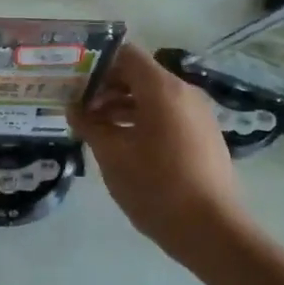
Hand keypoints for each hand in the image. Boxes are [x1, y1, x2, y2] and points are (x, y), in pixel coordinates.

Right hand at [72, 43, 246, 257]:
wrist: (210, 230)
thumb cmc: (155, 186)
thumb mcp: (112, 154)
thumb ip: (89, 124)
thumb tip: (74, 108)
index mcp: (162, 89)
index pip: (126, 55)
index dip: (96, 63)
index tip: (73, 80)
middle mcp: (184, 93)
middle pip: (139, 75)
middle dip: (106, 87)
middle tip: (76, 106)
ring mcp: (198, 115)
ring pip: (152, 97)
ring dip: (121, 105)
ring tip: (93, 127)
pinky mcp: (203, 136)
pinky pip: (167, 115)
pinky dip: (141, 119)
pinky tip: (121, 143)